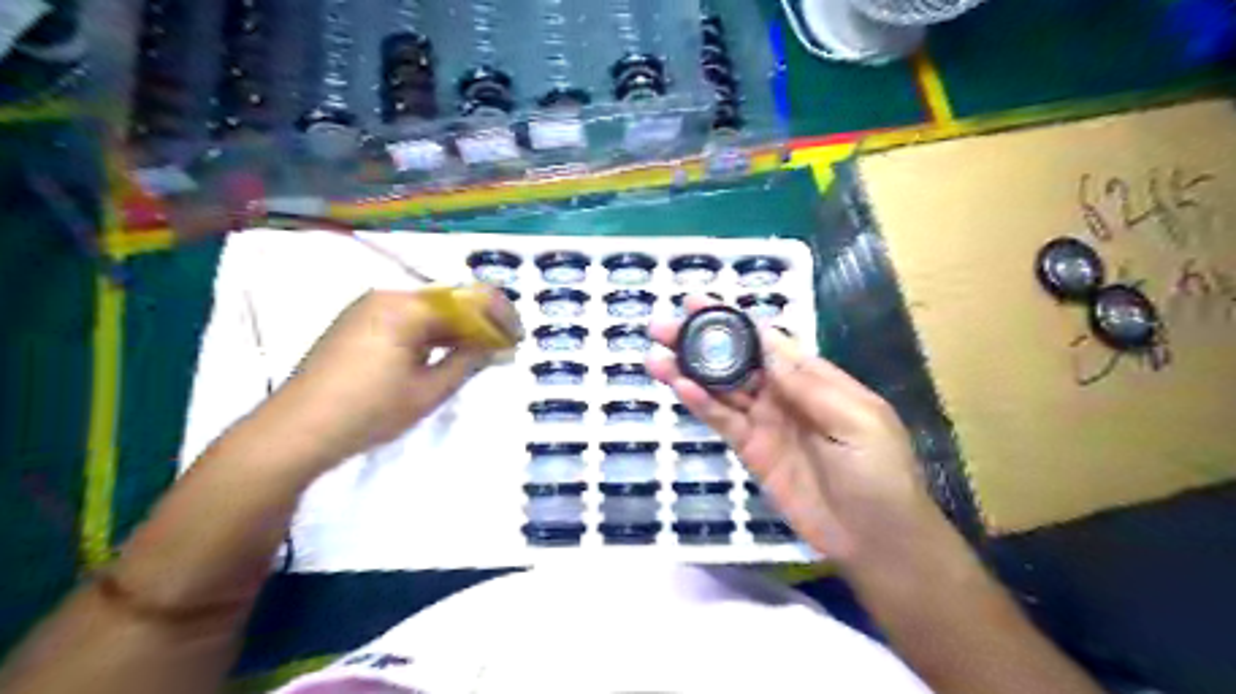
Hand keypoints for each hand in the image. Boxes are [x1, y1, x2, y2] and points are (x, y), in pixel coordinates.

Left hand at [267, 285, 515, 468]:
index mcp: (406, 307)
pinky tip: (443, 354)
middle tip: (502, 350)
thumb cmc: (368, 412)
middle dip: (480, 322)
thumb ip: (468, 361)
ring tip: (478, 355)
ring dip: (457, 328)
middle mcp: (387, 296)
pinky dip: (432, 333)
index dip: (500, 317)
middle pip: (448, 300)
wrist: (294, 432)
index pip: (468, 299)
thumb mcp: (428, 390)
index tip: (517, 340)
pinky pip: (407, 319)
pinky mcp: (357, 323)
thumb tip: (497, 345)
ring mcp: (368, 308)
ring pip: (428, 310)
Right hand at [649, 296, 953, 570]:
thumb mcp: (856, 420)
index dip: (732, 321)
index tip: (698, 302)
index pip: (766, 341)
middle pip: (735, 362)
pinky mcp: (752, 452)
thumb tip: (766, 338)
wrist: (876, 541)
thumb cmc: (879, 474)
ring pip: (721, 390)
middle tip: (662, 328)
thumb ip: (807, 383)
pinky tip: (680, 389)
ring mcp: (765, 424)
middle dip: (701, 342)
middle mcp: (784, 395)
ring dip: (690, 372)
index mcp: (814, 379)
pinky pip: (723, 423)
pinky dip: (701, 406)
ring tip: (656, 357)